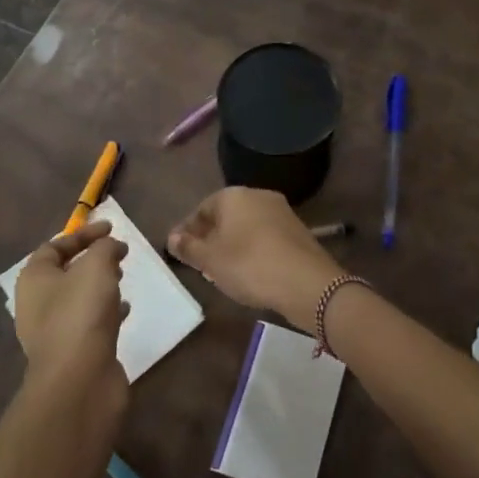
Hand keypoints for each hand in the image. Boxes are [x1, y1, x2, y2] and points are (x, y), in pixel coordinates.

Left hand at [13, 220, 129, 393]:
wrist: (79, 380)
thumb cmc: (81, 313)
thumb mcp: (97, 266)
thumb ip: (105, 248)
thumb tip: (112, 247)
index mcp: (34, 279)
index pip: (54, 246)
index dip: (82, 234)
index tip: (111, 229)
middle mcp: (37, 304)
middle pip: (64, 273)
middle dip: (91, 260)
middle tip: (118, 254)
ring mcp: (53, 332)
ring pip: (78, 299)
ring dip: (99, 286)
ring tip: (123, 278)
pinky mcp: (72, 353)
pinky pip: (89, 323)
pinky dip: (107, 312)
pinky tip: (126, 310)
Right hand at [167, 188, 337, 332]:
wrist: (306, 282)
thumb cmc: (249, 266)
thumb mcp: (211, 261)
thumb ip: (189, 247)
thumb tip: (172, 237)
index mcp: (233, 196)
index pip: (202, 208)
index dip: (188, 230)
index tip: (180, 251)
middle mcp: (258, 195)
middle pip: (226, 215)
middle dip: (211, 237)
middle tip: (199, 262)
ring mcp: (281, 211)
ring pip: (246, 225)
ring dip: (232, 244)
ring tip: (222, 270)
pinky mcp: (296, 230)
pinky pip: (265, 236)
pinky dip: (253, 249)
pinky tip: (249, 271)